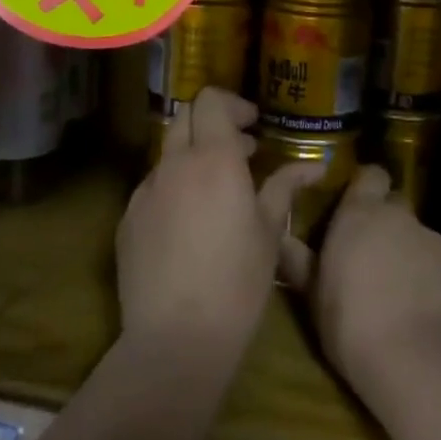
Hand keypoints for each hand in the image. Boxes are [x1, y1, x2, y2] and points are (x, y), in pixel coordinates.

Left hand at [116, 88, 321, 357]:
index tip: (254, 127)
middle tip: (241, 153)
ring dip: (192, 157)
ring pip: (167, 155)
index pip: (210, 101)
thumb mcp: (271, 232)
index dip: (233, 104)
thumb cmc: (238, 280)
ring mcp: (144, 192)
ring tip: (217, 191)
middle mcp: (173, 165)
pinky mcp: (127, 221)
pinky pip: (152, 188)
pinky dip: (173, 188)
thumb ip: (285, 188)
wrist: (177, 338)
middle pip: (185, 118)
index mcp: (213, 158)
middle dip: (212, 125)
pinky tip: (190, 225)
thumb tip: (314, 166)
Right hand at [280, 165, 440, 394]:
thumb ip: (300, 262)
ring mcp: (432, 239)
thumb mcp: (314, 296)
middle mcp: (399, 217)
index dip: (365, 187)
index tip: (354, 207)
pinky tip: (420, 305)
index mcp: (360, 214)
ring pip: (417, 234)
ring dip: (406, 249)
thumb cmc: (351, 323)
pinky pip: (437, 261)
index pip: (370, 175)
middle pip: (394, 203)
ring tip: (396, 287)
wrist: (416, 358)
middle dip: (384, 220)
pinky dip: (428, 274)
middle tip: (370, 252)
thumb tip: (282, 240)